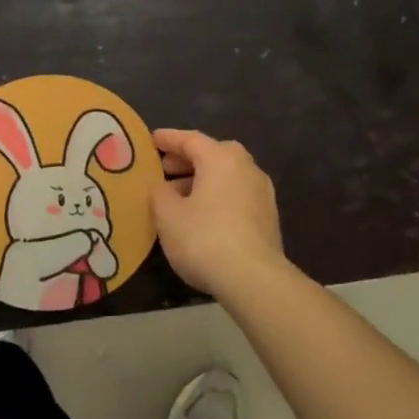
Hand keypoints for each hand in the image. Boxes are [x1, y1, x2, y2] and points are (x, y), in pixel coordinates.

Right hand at [149, 130, 286, 297]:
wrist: (254, 279)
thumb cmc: (204, 238)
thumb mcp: (167, 214)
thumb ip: (159, 192)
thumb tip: (164, 188)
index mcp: (221, 158)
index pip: (190, 139)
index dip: (168, 139)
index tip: (151, 140)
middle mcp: (246, 167)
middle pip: (212, 155)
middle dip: (186, 160)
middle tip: (163, 169)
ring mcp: (261, 192)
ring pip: (226, 176)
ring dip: (201, 181)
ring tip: (177, 196)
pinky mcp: (268, 217)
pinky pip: (236, 195)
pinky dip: (216, 197)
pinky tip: (201, 216)